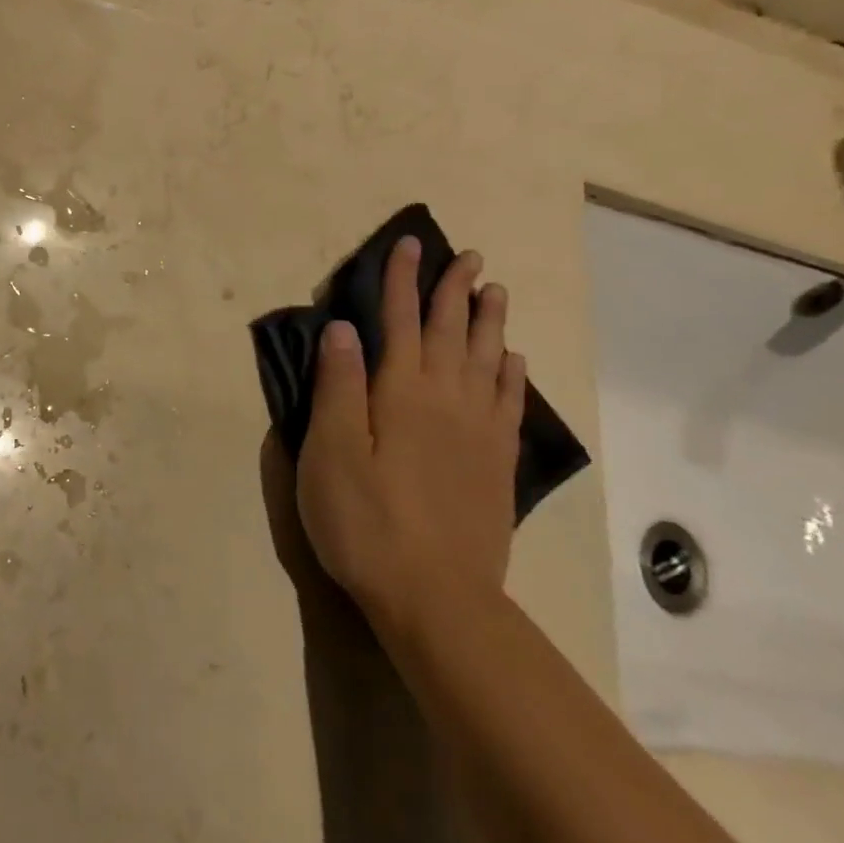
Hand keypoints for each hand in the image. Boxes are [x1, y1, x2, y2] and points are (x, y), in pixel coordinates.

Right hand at [296, 238, 525, 637]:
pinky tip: (513, 361)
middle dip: (455, 290)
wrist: (436, 597)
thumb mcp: (330, 453)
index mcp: (401, 393)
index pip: (401, 321)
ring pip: (487, 360)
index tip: (410, 245)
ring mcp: (477, 433)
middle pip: (452, 332)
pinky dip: (512, 374)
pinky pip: (509, 403)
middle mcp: (446, 401)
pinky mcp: (495, 465)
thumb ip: (338, 387)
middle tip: (468, 255)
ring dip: (489, 321)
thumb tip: (343, 328)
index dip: (403, 281)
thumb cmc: (365, 521)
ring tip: (495, 290)